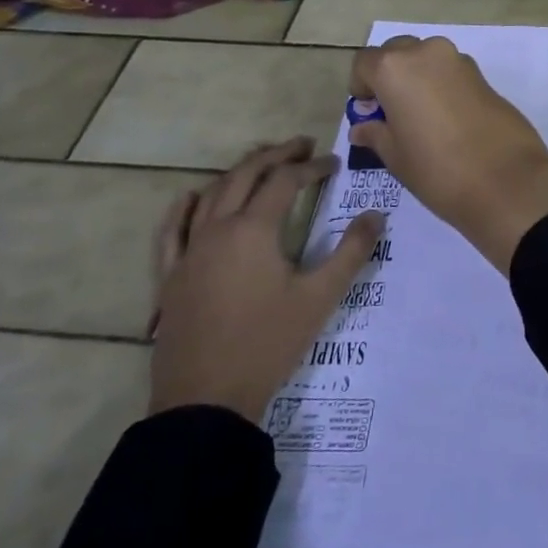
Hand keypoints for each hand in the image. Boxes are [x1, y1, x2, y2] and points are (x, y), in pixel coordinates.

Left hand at [149, 139, 380, 422]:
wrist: (206, 401)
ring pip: (211, 195)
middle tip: (302, 146)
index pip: (285, 182)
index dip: (312, 167)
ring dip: (238, 173)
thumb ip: (351, 251)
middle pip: (245, 176)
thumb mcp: (320, 297)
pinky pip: (171, 232)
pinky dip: (183, 208)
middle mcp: (217, 230)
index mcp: (254, 230)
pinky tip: (190, 197)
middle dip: (275, 156)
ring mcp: (188, 253)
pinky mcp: (170, 278)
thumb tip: (376, 215)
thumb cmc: (268, 343)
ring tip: (261, 164)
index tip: (334, 164)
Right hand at [348, 36, 547, 274]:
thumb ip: (376, 133)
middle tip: (392, 113)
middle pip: (397, 52)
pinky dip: (442, 85)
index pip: (365, 63)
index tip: (368, 112)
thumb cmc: (437, 170)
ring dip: (418, 78)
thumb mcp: (396, 156)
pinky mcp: (484, 76)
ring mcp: (460, 61)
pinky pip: (451, 72)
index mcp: (396, 68)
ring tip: (421, 118)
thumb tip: (363, 127)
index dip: (361, 86)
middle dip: (390, 75)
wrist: (507, 180)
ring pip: (427, 58)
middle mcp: (427, 53)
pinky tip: (448, 120)